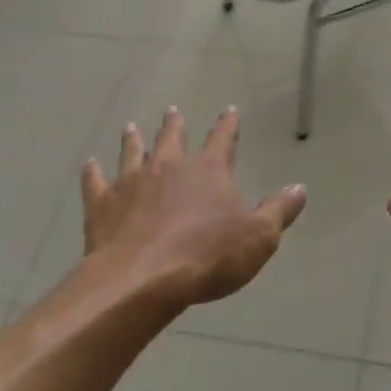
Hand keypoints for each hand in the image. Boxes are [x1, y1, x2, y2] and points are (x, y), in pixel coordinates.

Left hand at [81, 107, 306, 307]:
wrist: (142, 279)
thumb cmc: (208, 257)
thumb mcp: (259, 238)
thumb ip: (279, 211)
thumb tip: (299, 188)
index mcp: (209, 171)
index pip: (222, 139)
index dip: (228, 124)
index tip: (229, 110)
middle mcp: (169, 167)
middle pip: (172, 137)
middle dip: (175, 124)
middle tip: (172, 111)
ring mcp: (132, 182)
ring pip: (133, 152)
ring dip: (133, 140)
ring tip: (130, 127)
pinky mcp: (102, 204)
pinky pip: (96, 181)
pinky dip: (93, 172)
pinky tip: (90, 164)